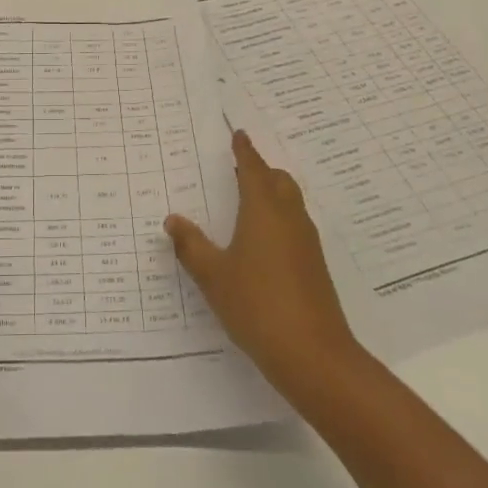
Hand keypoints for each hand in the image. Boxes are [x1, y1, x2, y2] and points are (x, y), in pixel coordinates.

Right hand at [164, 130, 363, 400]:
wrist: (313, 354)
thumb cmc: (256, 305)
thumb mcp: (213, 276)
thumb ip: (191, 246)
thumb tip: (173, 220)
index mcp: (263, 210)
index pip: (254, 169)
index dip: (245, 150)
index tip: (239, 134)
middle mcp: (289, 218)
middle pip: (279, 180)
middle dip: (261, 170)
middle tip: (239, 168)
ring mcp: (306, 242)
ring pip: (290, 202)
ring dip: (272, 193)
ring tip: (247, 201)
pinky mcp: (314, 265)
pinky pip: (294, 225)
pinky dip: (278, 218)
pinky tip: (261, 241)